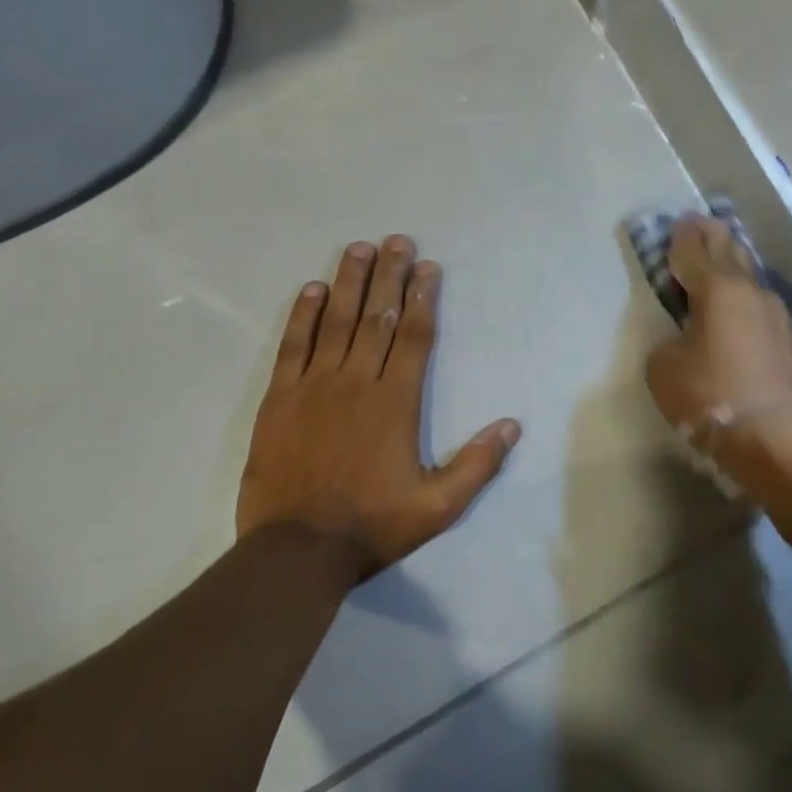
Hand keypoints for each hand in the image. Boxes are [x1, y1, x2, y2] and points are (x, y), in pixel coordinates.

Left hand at [238, 236, 521, 577]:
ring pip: (337, 322)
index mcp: (396, 402)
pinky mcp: (279, 399)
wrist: (296, 551)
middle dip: (390, 276)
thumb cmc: (372, 526)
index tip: (428, 268)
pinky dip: (303, 315)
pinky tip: (313, 289)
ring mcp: (314, 387)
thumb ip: (477, 464)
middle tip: (398, 240)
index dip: (422, 298)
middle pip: (377, 317)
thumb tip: (512, 425)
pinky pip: (293, 346)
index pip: (413, 336)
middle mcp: (356, 383)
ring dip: (351, 282)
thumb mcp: (439, 507)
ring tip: (359, 248)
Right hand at [644, 216, 791, 465]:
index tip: (677, 224)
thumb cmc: (708, 394)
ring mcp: (777, 316)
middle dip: (713, 238)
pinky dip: (744, 304)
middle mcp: (752, 292)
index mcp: (718, 288)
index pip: (695, 249)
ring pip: (750, 281)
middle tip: (699, 229)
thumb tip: (685, 339)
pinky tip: (737, 315)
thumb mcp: (663, 366)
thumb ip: (669, 340)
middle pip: (731, 252)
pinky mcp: (790, 342)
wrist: (771, 436)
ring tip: (718, 271)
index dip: (682, 236)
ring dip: (732, 272)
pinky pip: (760, 310)